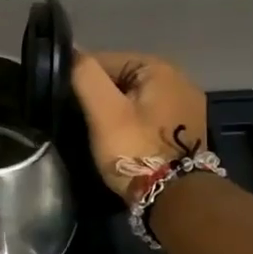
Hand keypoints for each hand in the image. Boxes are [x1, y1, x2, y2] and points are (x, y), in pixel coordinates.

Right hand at [70, 51, 209, 199]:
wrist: (176, 200)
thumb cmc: (136, 150)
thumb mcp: (104, 111)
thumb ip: (85, 76)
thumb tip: (71, 53)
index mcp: (160, 68)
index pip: (106, 60)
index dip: (81, 79)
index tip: (65, 102)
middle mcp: (180, 80)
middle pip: (122, 80)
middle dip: (100, 97)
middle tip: (80, 122)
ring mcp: (187, 108)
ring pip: (135, 101)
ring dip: (116, 113)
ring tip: (97, 134)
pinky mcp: (186, 132)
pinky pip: (149, 119)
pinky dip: (133, 126)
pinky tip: (121, 142)